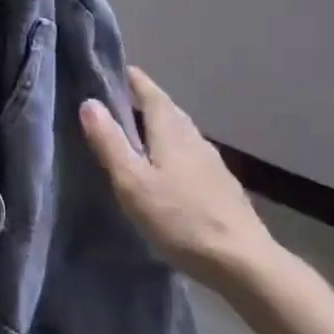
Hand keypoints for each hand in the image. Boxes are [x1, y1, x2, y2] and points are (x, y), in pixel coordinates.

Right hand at [80, 67, 277, 287]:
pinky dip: (172, 151)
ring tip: (135, 136)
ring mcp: (212, 163)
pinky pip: (189, 155)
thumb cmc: (181, 219)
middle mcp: (194, 138)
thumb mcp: (133, 182)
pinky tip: (164, 171)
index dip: (132, 79)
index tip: (113, 70)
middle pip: (167, 110)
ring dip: (158, 127)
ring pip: (180, 133)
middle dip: (143, 101)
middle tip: (116, 103)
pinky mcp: (221, 187)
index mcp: (172, 130)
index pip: (150, 92)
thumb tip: (89, 102)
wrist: (244, 264)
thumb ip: (110, 142)